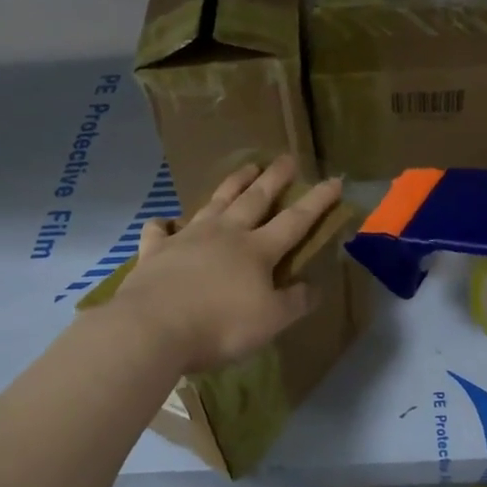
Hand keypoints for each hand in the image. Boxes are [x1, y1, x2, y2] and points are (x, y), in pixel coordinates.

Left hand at [112, 156, 343, 373]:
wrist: (153, 328)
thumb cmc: (220, 326)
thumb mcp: (270, 321)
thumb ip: (294, 302)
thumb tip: (314, 287)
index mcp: (257, 250)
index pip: (295, 221)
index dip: (317, 201)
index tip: (333, 181)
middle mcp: (225, 234)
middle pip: (255, 199)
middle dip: (274, 179)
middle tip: (286, 158)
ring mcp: (188, 238)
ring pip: (215, 203)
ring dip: (232, 184)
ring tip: (246, 168)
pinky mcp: (156, 251)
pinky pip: (160, 231)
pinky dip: (165, 224)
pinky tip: (165, 223)